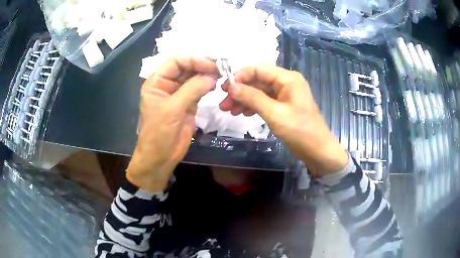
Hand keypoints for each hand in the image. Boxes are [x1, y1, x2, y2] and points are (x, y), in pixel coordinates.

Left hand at [127, 56, 218, 191]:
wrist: (160, 157)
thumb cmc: (159, 133)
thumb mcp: (173, 109)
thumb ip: (192, 89)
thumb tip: (212, 76)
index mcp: (157, 81)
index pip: (176, 61)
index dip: (194, 59)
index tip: (212, 64)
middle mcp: (168, 84)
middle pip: (187, 67)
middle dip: (203, 65)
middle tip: (222, 67)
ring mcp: (179, 93)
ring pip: (195, 77)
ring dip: (207, 74)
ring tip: (222, 74)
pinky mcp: (189, 103)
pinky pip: (200, 89)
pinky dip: (209, 85)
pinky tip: (217, 84)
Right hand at [220, 64, 347, 177]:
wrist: (318, 150)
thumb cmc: (300, 131)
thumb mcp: (274, 113)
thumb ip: (252, 97)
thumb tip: (231, 86)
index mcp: (288, 78)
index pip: (258, 69)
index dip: (240, 76)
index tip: (224, 88)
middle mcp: (286, 82)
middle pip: (258, 80)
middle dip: (240, 91)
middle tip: (223, 104)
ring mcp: (285, 94)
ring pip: (259, 91)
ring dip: (244, 99)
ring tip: (229, 111)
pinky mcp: (284, 105)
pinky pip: (265, 100)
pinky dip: (253, 106)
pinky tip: (243, 113)